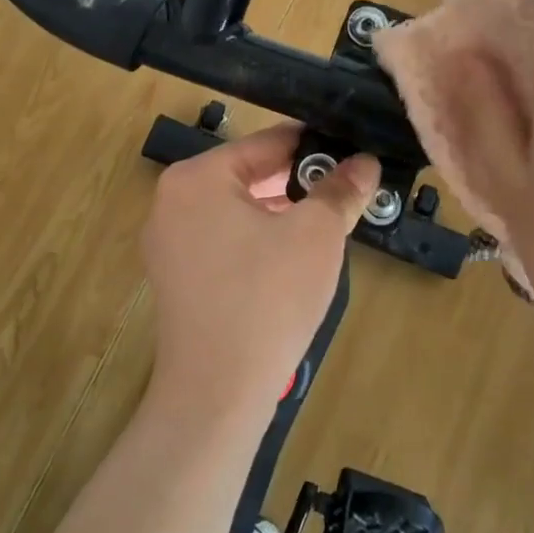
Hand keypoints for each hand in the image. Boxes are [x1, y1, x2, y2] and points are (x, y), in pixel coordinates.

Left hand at [142, 124, 378, 424]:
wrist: (218, 390)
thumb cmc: (267, 297)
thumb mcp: (316, 235)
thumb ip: (340, 190)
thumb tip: (365, 162)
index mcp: (197, 177)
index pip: (267, 142)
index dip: (316, 144)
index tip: (353, 149)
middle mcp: (172, 201)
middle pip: (249, 174)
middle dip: (299, 182)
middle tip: (347, 188)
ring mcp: (168, 242)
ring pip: (238, 209)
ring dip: (281, 212)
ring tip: (327, 221)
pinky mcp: (176, 278)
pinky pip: (224, 240)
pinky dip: (259, 239)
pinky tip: (293, 257)